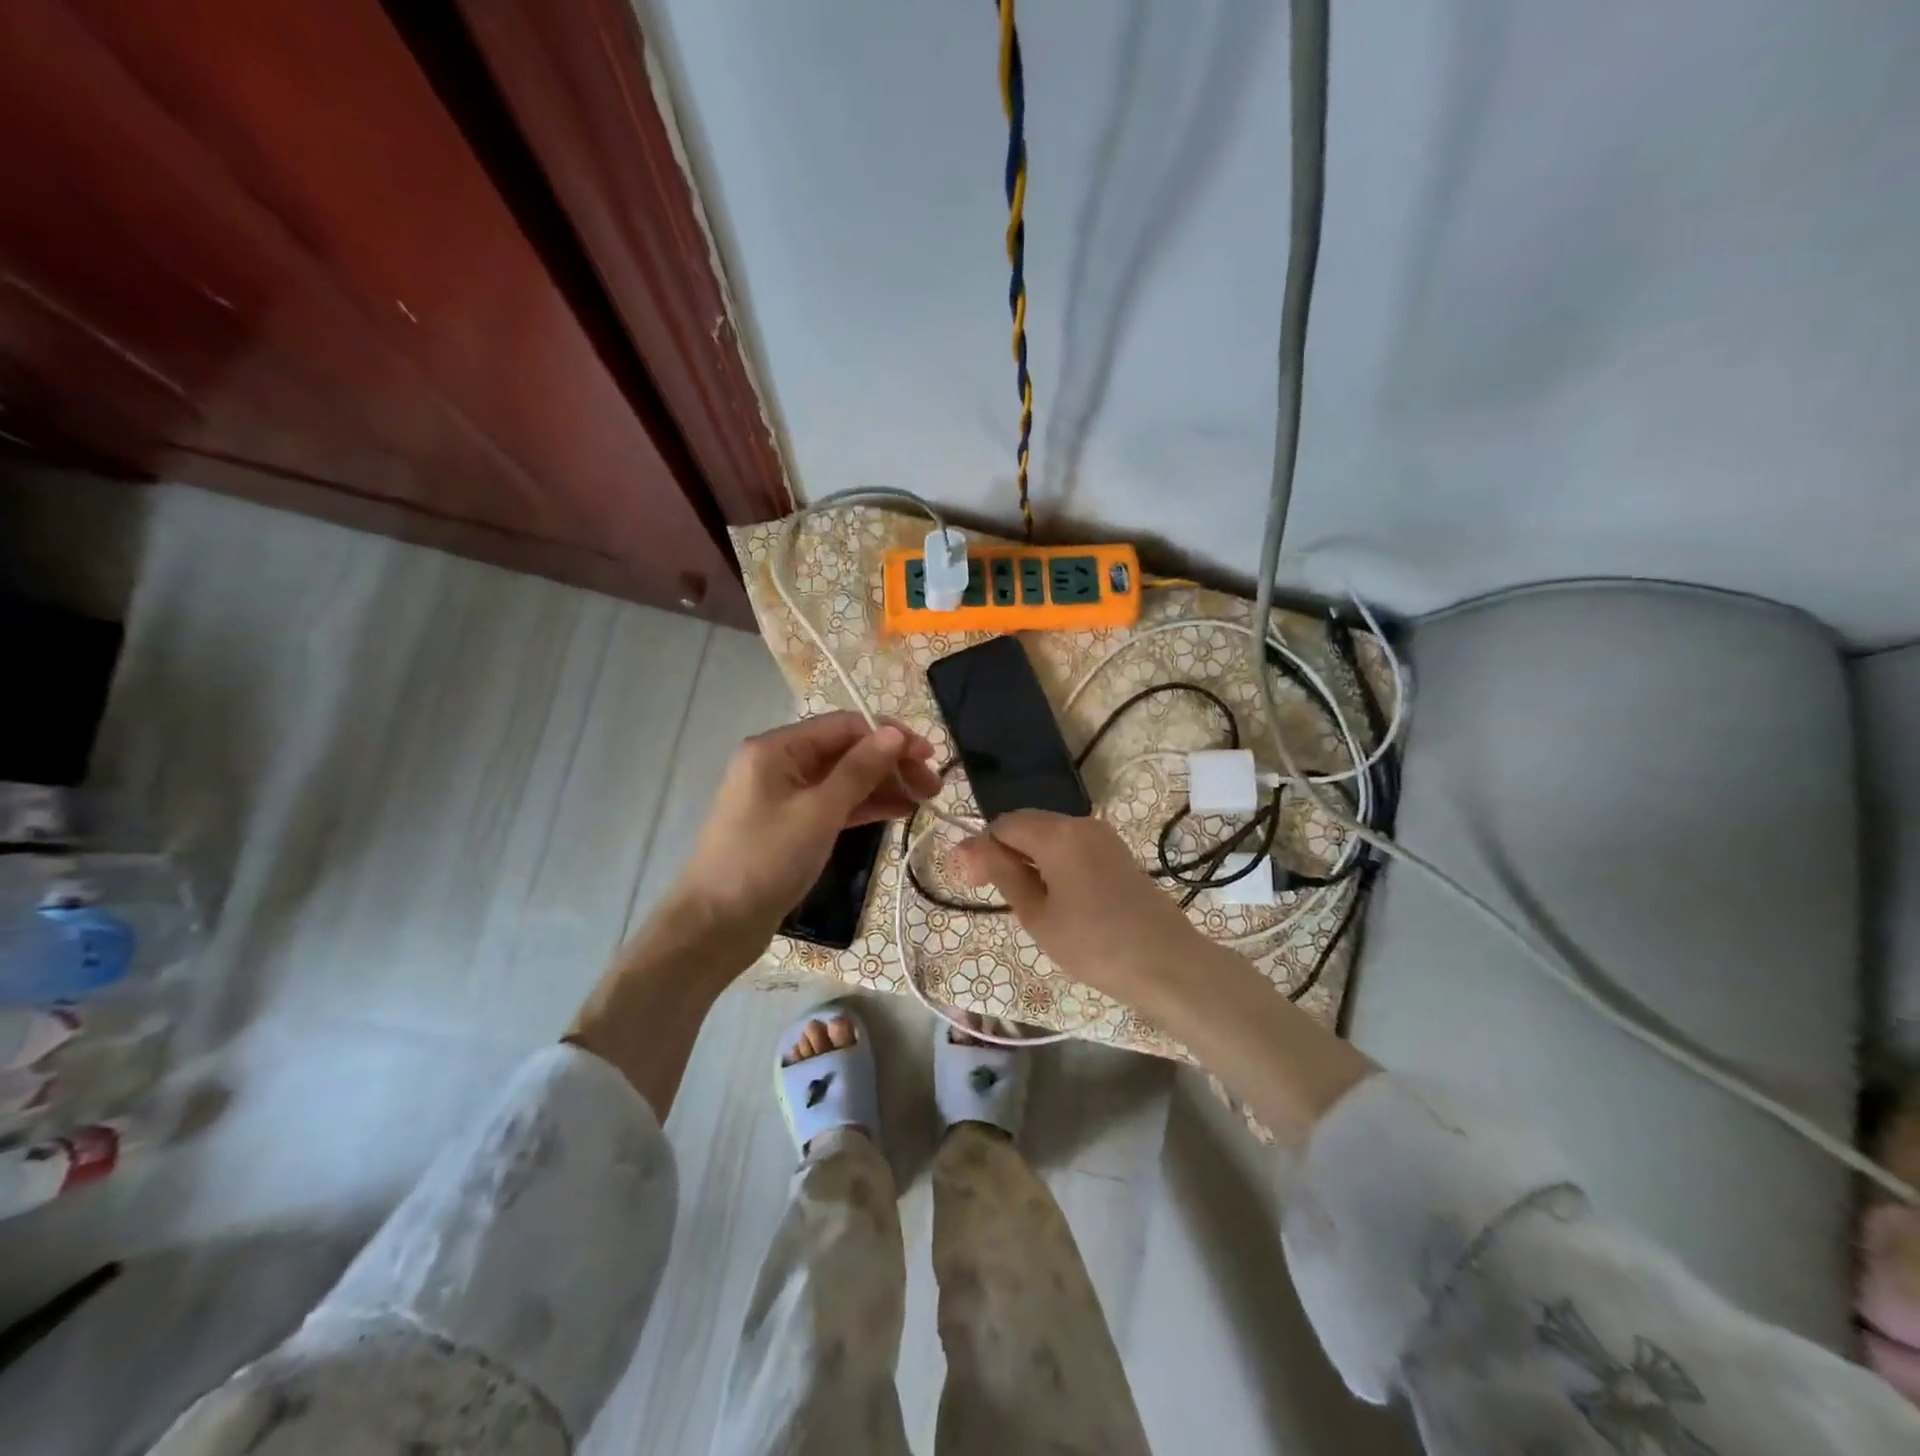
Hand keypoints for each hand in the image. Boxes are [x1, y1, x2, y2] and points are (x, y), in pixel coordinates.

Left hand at [674, 712, 940, 944]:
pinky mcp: (791, 825)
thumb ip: (860, 769)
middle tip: (933, 786)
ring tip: (924, 800)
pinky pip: (834, 805)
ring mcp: (785, 796)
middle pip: (845, 752)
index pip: (844, 726)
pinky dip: (864, 806)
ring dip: (883, 786)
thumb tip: (895, 734)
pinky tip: (899, 811)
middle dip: (890, 764)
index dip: (889, 736)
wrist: (716, 925)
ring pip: (843, 780)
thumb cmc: (766, 860)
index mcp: (777, 748)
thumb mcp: (819, 811)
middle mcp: (779, 763)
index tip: (929, 755)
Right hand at [952, 810, 1214, 1001]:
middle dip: (1006, 852)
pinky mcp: (1119, 853)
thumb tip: (970, 848)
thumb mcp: (1038, 914)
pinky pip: (1074, 847)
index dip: (982, 849)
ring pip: (1051, 836)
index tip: (974, 884)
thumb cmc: (1094, 944)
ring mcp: (1104, 837)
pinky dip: (1055, 864)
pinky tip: (1058, 898)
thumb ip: (1003, 874)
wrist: (1168, 965)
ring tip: (1028, 902)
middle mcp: (1081, 823)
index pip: (1004, 825)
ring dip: (1030, 859)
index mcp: (1057, 833)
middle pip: (1028, 825)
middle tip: (996, 895)